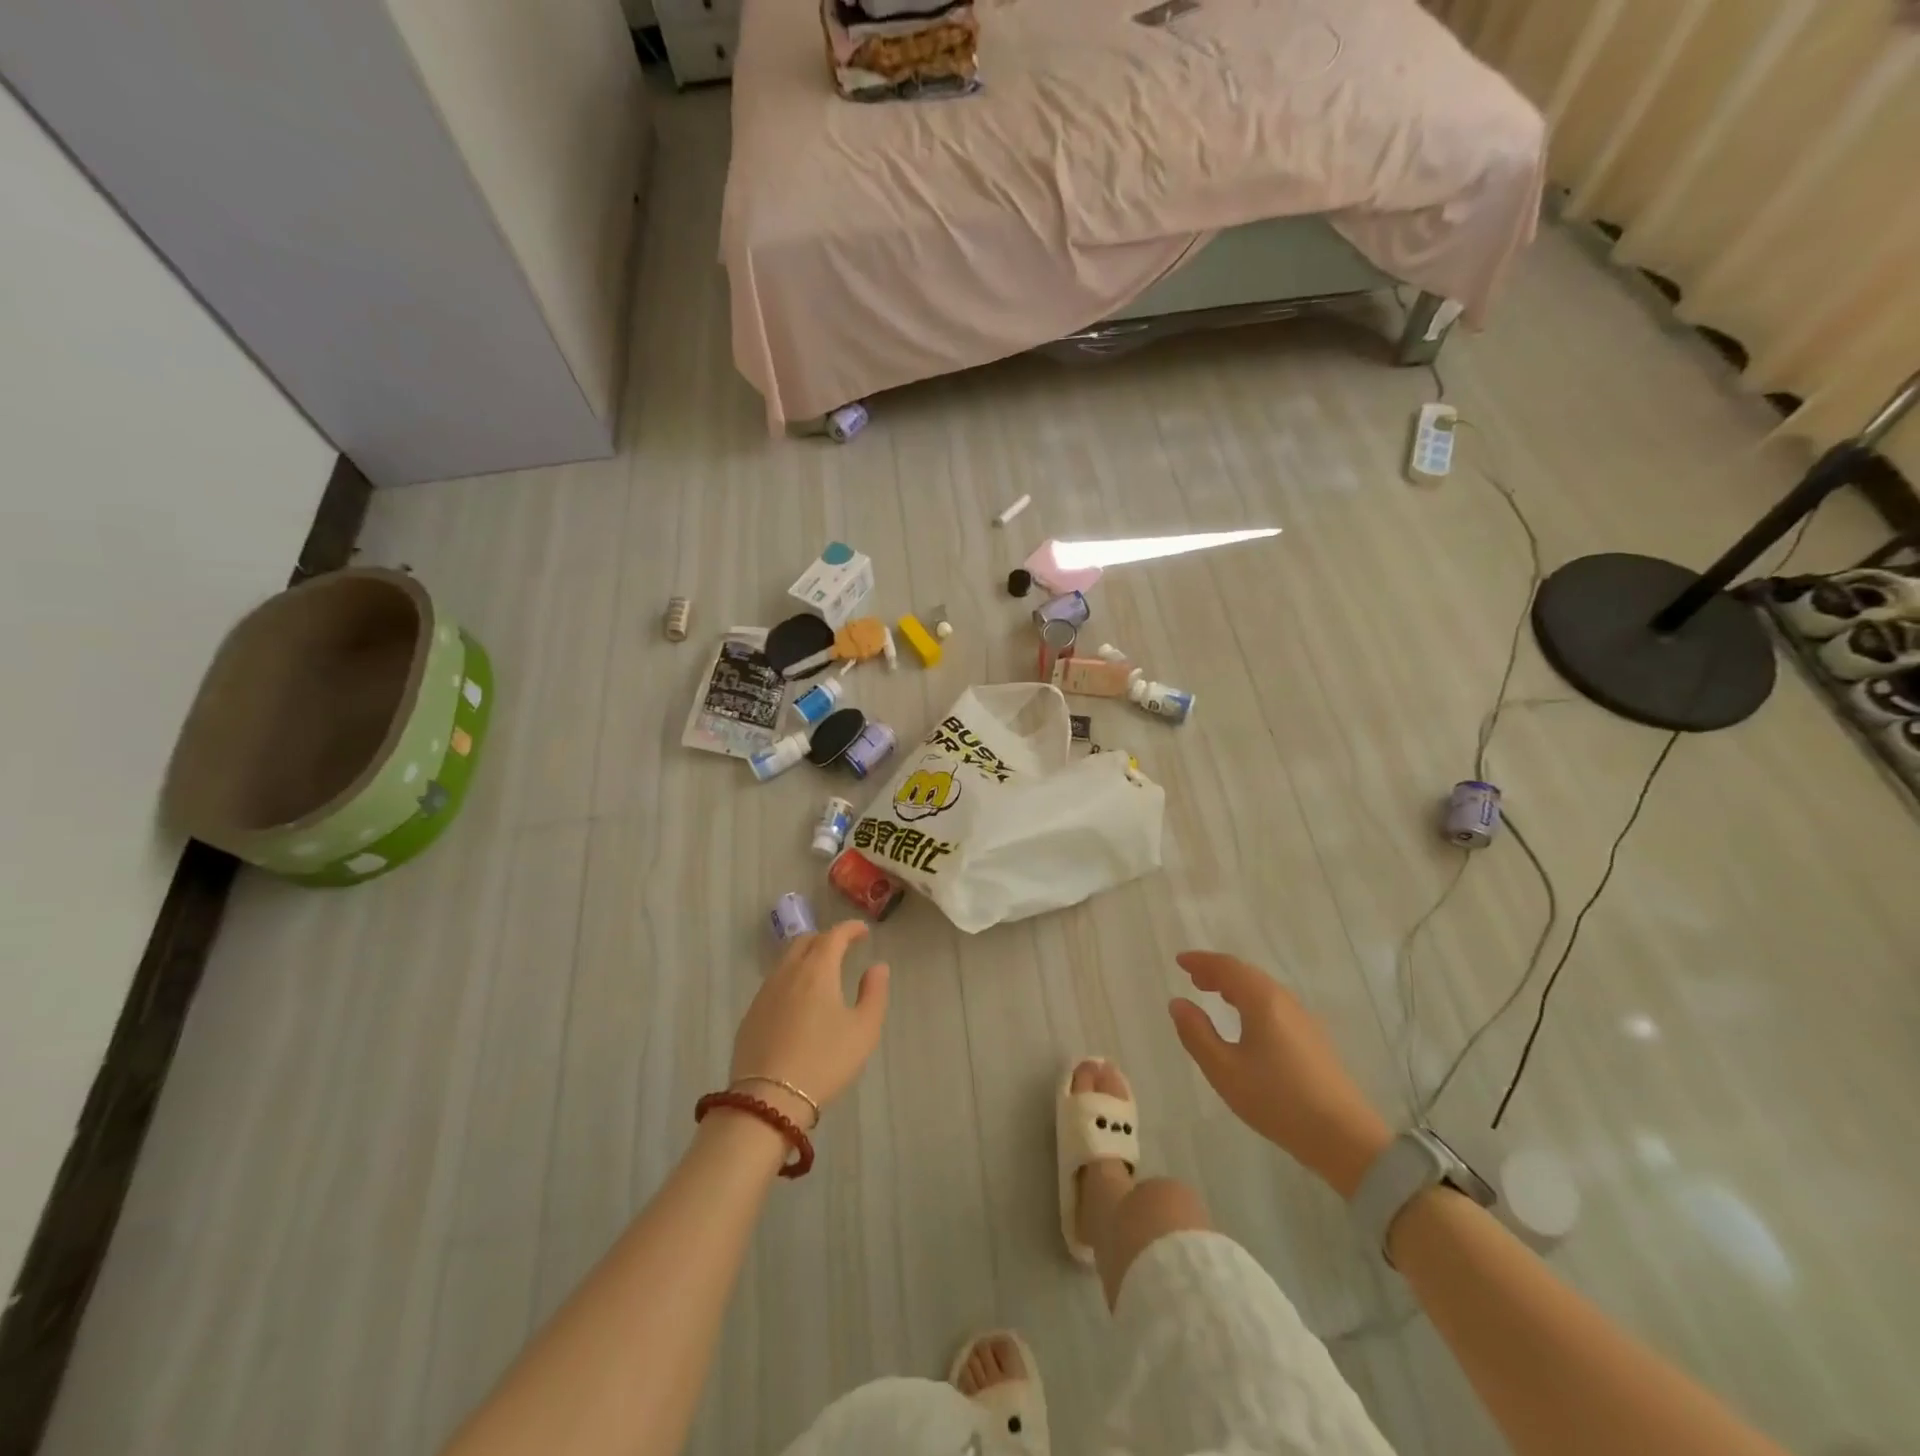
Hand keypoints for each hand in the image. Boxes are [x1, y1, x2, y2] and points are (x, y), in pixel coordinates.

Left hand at [730, 921, 890, 1128]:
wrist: (768, 1100)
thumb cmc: (824, 1061)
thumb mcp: (864, 1030)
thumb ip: (874, 993)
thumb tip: (877, 967)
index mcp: (817, 970)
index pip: (834, 935)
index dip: (850, 928)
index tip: (863, 931)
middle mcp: (787, 973)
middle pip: (805, 942)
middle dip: (826, 939)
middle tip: (842, 950)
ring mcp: (764, 993)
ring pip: (786, 962)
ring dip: (805, 958)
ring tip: (821, 975)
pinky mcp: (750, 1015)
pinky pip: (773, 984)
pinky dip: (790, 980)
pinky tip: (797, 1002)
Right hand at [1168, 952, 1391, 1196]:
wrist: (1344, 1138)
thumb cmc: (1277, 1100)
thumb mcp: (1224, 1070)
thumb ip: (1196, 1033)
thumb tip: (1178, 1003)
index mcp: (1262, 1000)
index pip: (1227, 967)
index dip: (1201, 961)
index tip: (1180, 961)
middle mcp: (1284, 1001)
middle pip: (1247, 974)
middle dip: (1217, 971)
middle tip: (1193, 977)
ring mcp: (1303, 1019)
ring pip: (1263, 989)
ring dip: (1235, 986)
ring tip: (1214, 994)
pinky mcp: (1313, 1039)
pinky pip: (1275, 1004)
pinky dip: (1251, 1000)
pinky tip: (1246, 1020)